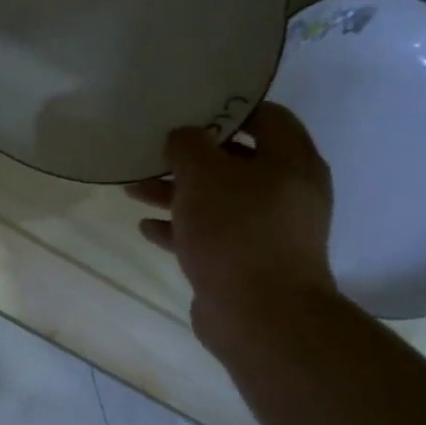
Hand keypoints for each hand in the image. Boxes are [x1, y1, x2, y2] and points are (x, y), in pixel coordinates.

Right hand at [127, 104, 336, 343]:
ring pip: (217, 200)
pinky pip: (210, 235)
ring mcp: (267, 231)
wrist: (260, 315)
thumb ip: (188, 145)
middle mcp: (286, 192)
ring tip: (134, 190)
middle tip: (153, 151)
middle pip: (235, 161)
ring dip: (177, 194)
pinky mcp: (246, 262)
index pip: (266, 116)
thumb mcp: (203, 174)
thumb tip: (183, 137)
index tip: (189, 110)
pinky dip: (181, 228)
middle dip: (190, 158)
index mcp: (291, 161)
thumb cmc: (236, 231)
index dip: (228, 109)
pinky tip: (147, 228)